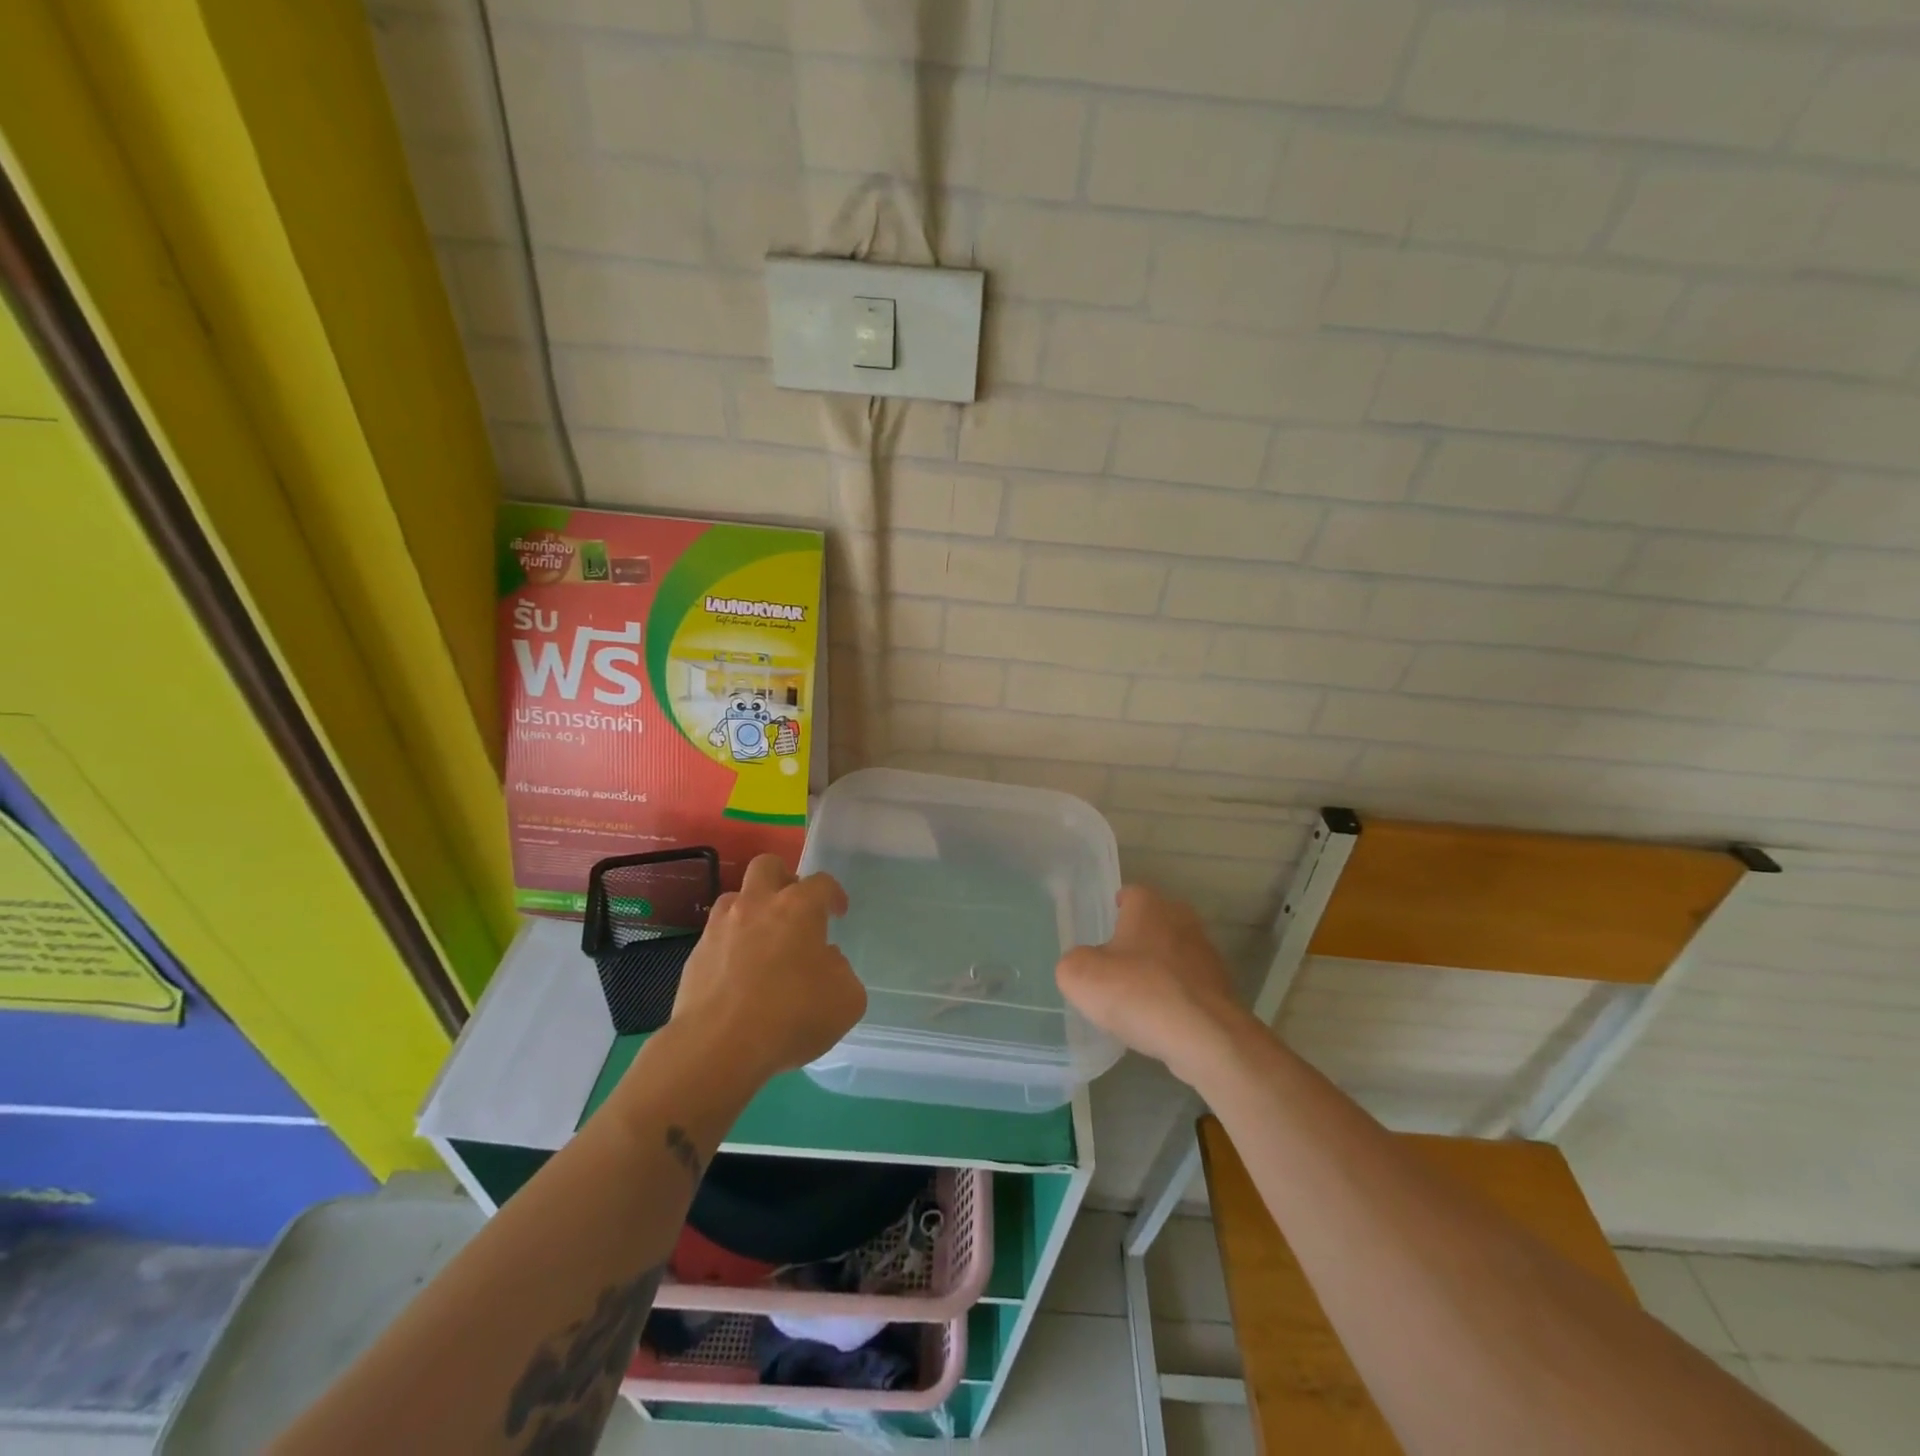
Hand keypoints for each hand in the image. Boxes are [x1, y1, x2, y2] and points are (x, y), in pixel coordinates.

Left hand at [669, 854, 866, 1082]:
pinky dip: (731, 946)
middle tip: (795, 908)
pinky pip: (717, 936)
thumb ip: (841, 971)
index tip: (838, 913)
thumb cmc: (792, 1016)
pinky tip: (739, 975)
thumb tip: (826, 960)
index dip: (833, 895)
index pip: (821, 882)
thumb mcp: (846, 999)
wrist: (718, 1047)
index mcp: (799, 907)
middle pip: (768, 866)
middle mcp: (757, 905)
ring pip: (736, 897)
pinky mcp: (695, 955)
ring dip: (752, 909)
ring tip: (763, 941)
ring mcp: (720, 927)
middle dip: (784, 879)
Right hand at [1056, 885, 1251, 1087]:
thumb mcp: (1079, 976)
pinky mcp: (1221, 986)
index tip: (1099, 938)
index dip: (1112, 914)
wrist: (1205, 1038)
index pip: (1128, 895)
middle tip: (1113, 969)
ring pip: (1171, 954)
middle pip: (1151, 923)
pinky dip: (1174, 996)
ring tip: (1136, 1000)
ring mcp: (1206, 952)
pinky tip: (1159, 1020)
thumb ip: (1073, 962)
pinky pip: (1187, 985)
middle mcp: (1181, 918)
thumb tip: (1084, 964)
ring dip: (1156, 970)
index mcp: (1148, 905)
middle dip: (1135, 941)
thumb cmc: (1138, 993)